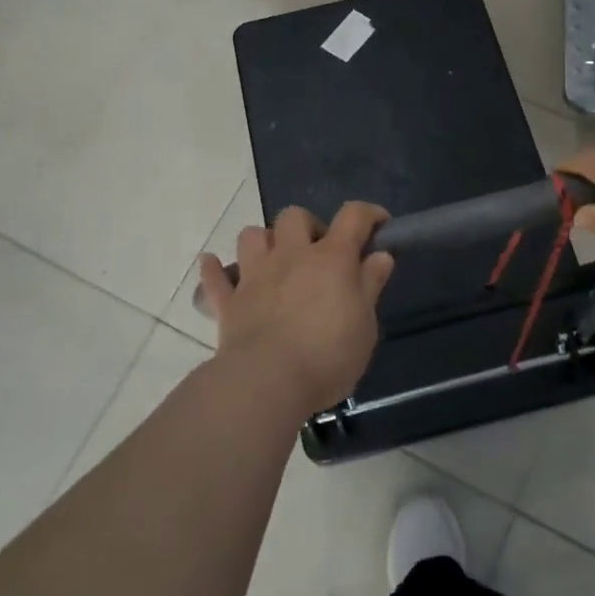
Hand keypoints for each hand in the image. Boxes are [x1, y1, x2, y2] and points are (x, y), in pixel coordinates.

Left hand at [198, 203, 393, 417]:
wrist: (267, 382)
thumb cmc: (328, 355)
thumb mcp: (365, 324)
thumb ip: (370, 285)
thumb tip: (380, 255)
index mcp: (331, 259)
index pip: (353, 216)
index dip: (369, 213)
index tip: (379, 224)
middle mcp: (291, 256)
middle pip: (294, 216)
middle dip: (307, 226)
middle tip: (318, 253)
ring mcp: (254, 275)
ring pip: (252, 235)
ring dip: (264, 242)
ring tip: (274, 261)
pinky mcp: (228, 301)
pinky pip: (215, 276)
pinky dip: (215, 270)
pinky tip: (216, 268)